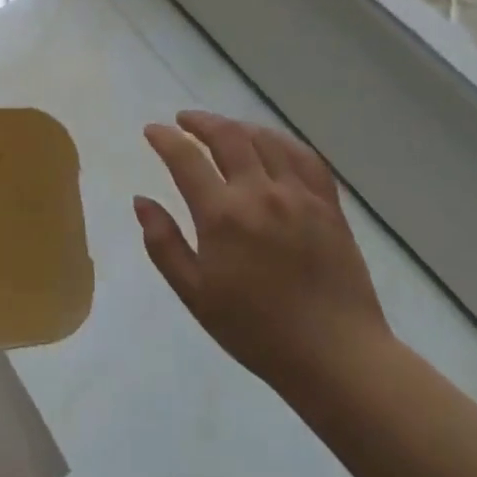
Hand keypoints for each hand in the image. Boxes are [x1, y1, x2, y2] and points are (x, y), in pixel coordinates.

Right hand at [135, 111, 390, 394]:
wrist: (335, 355)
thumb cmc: (255, 330)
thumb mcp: (195, 294)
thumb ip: (164, 244)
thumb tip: (141, 201)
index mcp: (222, 216)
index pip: (186, 159)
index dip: (165, 139)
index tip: (152, 131)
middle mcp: (260, 193)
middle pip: (227, 136)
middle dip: (200, 122)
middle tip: (183, 121)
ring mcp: (299, 196)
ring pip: (266, 140)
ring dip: (238, 127)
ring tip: (222, 130)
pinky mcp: (329, 205)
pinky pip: (305, 157)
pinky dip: (282, 141)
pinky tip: (271, 144)